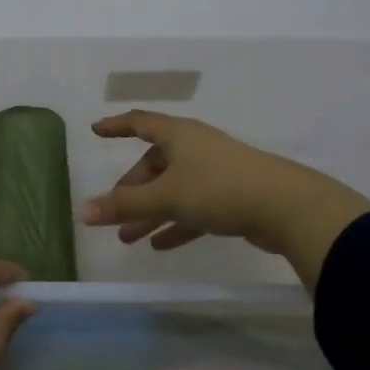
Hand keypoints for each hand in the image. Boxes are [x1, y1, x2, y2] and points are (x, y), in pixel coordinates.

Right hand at [79, 111, 369, 288]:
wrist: (286, 207)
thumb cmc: (218, 188)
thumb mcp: (166, 197)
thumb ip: (125, 205)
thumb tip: (84, 212)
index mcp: (178, 135)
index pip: (140, 122)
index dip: (116, 126)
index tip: (96, 130)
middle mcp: (195, 148)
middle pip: (154, 164)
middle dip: (132, 189)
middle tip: (113, 212)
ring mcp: (215, 172)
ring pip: (173, 190)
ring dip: (150, 212)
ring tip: (128, 238)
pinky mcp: (231, 197)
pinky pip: (193, 208)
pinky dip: (176, 224)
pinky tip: (160, 246)